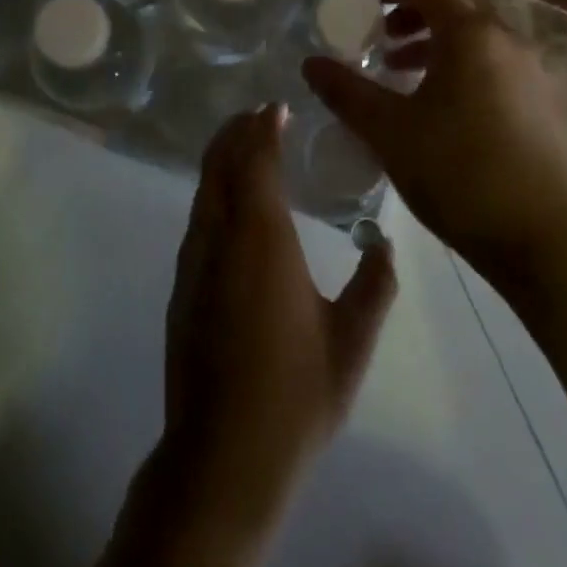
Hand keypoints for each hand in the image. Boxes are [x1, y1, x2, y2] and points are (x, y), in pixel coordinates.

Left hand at [163, 103, 397, 506]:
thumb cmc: (294, 395)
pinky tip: (233, 206)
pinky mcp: (182, 286)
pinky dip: (214, 189)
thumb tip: (384, 245)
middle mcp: (220, 236)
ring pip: (204, 188)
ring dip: (223, 157)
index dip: (264, 128)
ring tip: (247, 147)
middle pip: (220, 162)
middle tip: (261, 115)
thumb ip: (375, 287)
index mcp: (261, 238)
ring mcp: (194, 261)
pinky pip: (199, 215)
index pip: (256, 160)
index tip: (277, 108)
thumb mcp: (351, 342)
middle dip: (237, 131)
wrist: (222, 458)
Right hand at [303, 0, 566, 276]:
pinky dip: (466, 67)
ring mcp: (535, 72)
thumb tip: (310, 64)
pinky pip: (499, 64)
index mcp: (471, 35)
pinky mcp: (548, 104)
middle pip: (457, 6)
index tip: (364, 1)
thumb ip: (346, 92)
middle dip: (414, 14)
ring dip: (439, 43)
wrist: (546, 240)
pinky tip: (447, 110)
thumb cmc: (459, 174)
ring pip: (480, 37)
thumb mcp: (389, 132)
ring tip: (405, 74)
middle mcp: (508, 40)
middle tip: (382, 38)